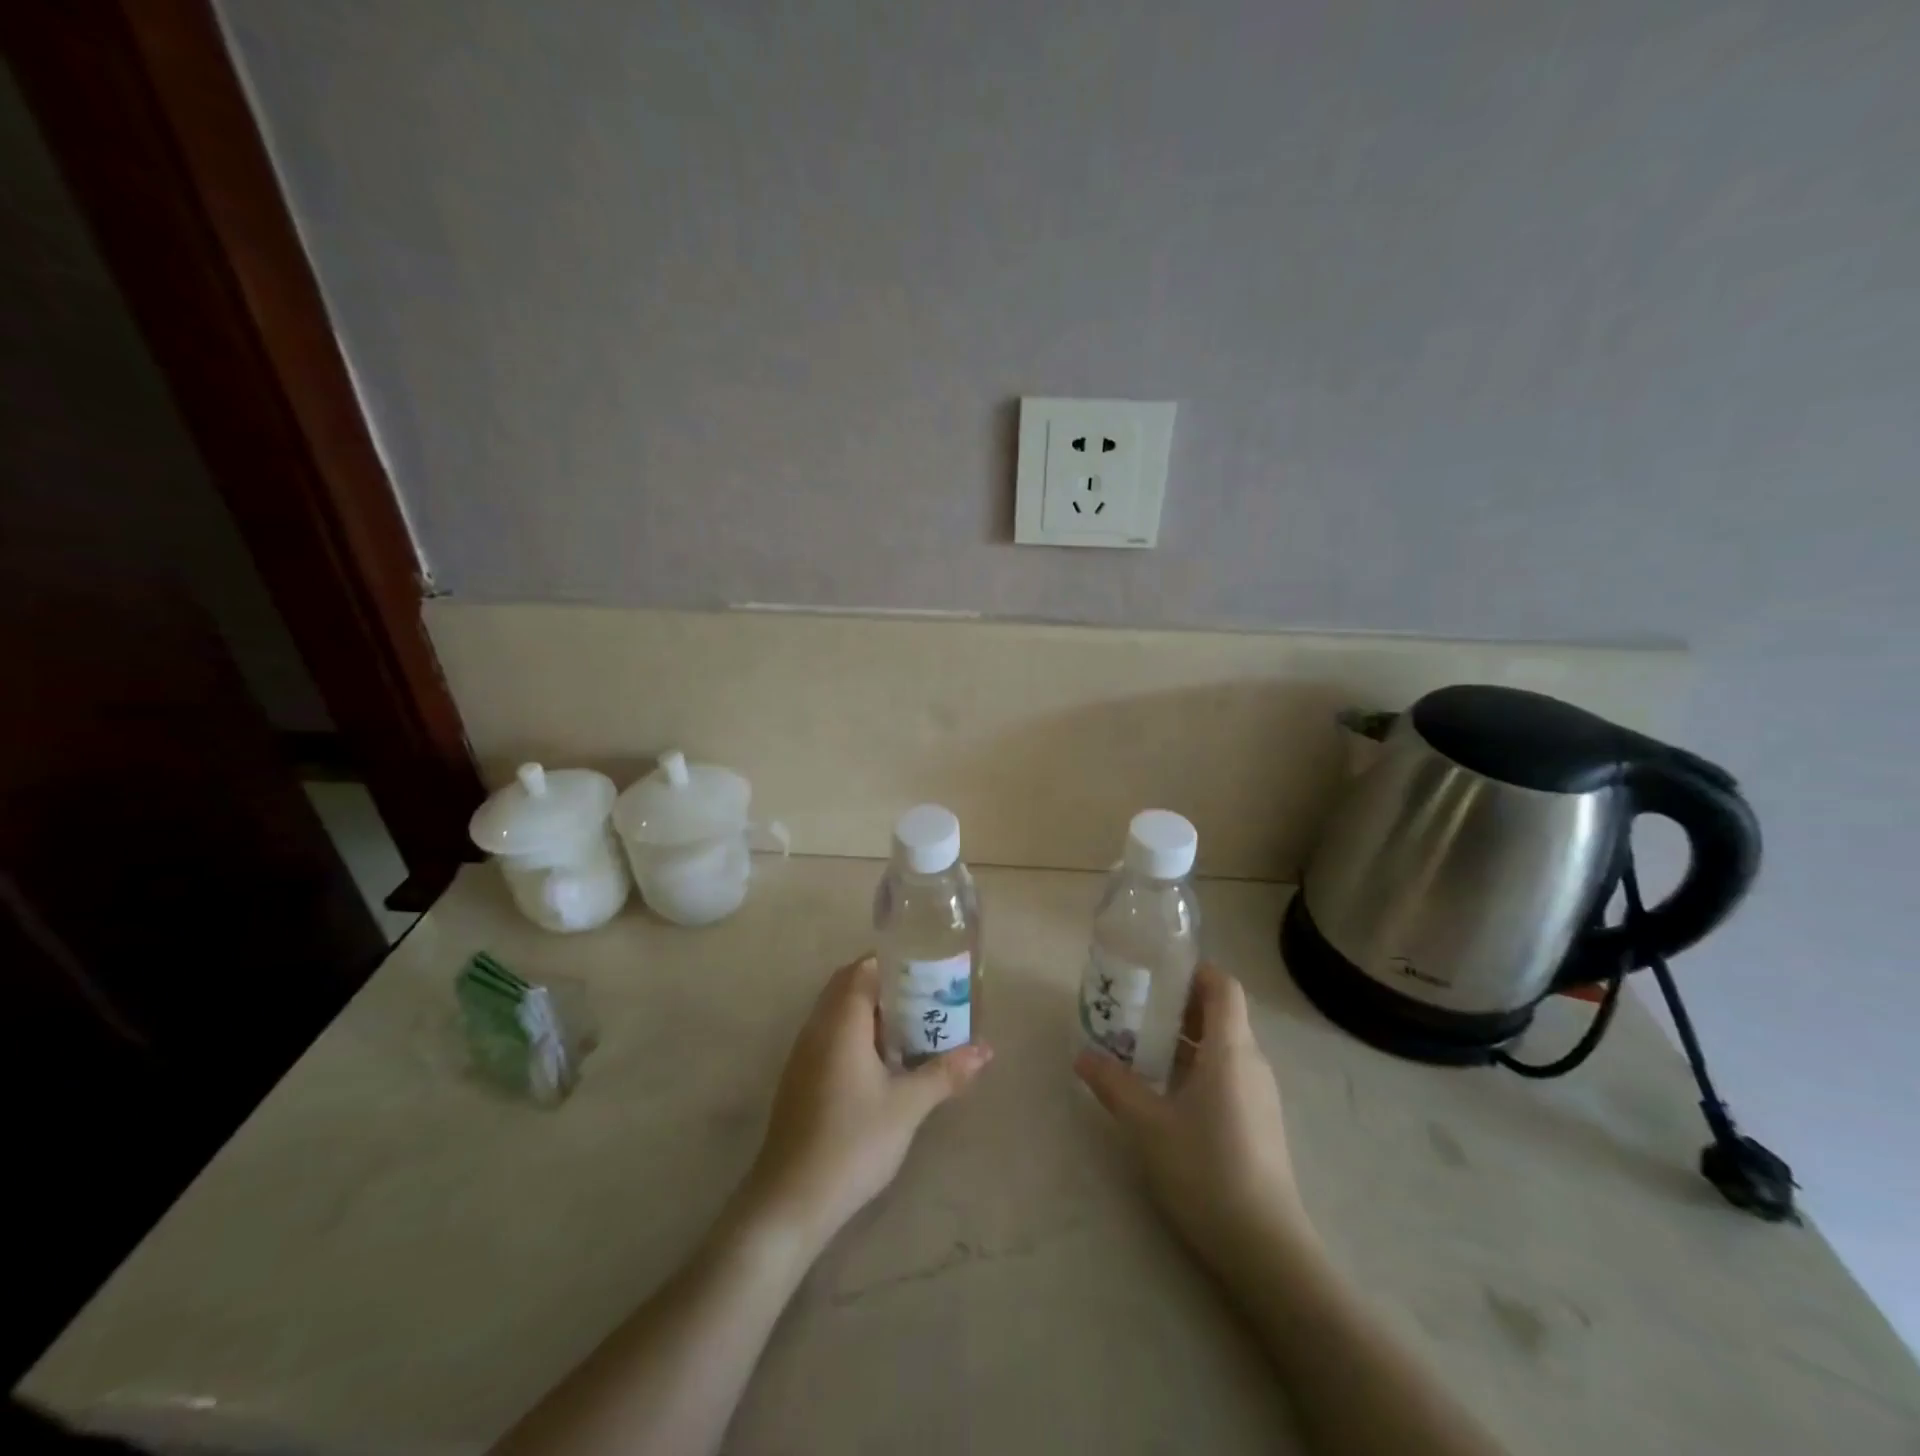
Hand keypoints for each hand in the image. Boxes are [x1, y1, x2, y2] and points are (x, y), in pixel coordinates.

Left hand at [741, 955, 991, 1247]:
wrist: (791, 1199)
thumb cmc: (853, 1141)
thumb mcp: (908, 1106)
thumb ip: (945, 1072)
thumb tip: (985, 1050)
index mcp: (841, 1021)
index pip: (863, 968)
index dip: (893, 962)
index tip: (927, 970)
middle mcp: (817, 1028)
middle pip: (848, 986)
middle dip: (885, 985)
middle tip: (925, 997)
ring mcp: (804, 1054)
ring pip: (837, 1013)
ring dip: (870, 1011)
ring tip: (911, 1027)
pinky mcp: (800, 1079)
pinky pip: (830, 1036)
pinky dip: (856, 1034)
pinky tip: (882, 1063)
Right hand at [1074, 965, 1313, 1272]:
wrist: (1266, 1248)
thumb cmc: (1206, 1170)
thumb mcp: (1148, 1125)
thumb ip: (1114, 1085)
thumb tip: (1082, 1056)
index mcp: (1231, 1050)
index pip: (1223, 986)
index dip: (1194, 971)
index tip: (1156, 972)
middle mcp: (1251, 1063)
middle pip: (1221, 1013)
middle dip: (1178, 1004)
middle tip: (1135, 1008)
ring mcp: (1259, 1095)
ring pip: (1222, 1046)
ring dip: (1184, 1038)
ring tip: (1141, 1046)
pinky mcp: (1259, 1122)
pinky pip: (1227, 1074)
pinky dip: (1196, 1066)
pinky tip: (1165, 1091)